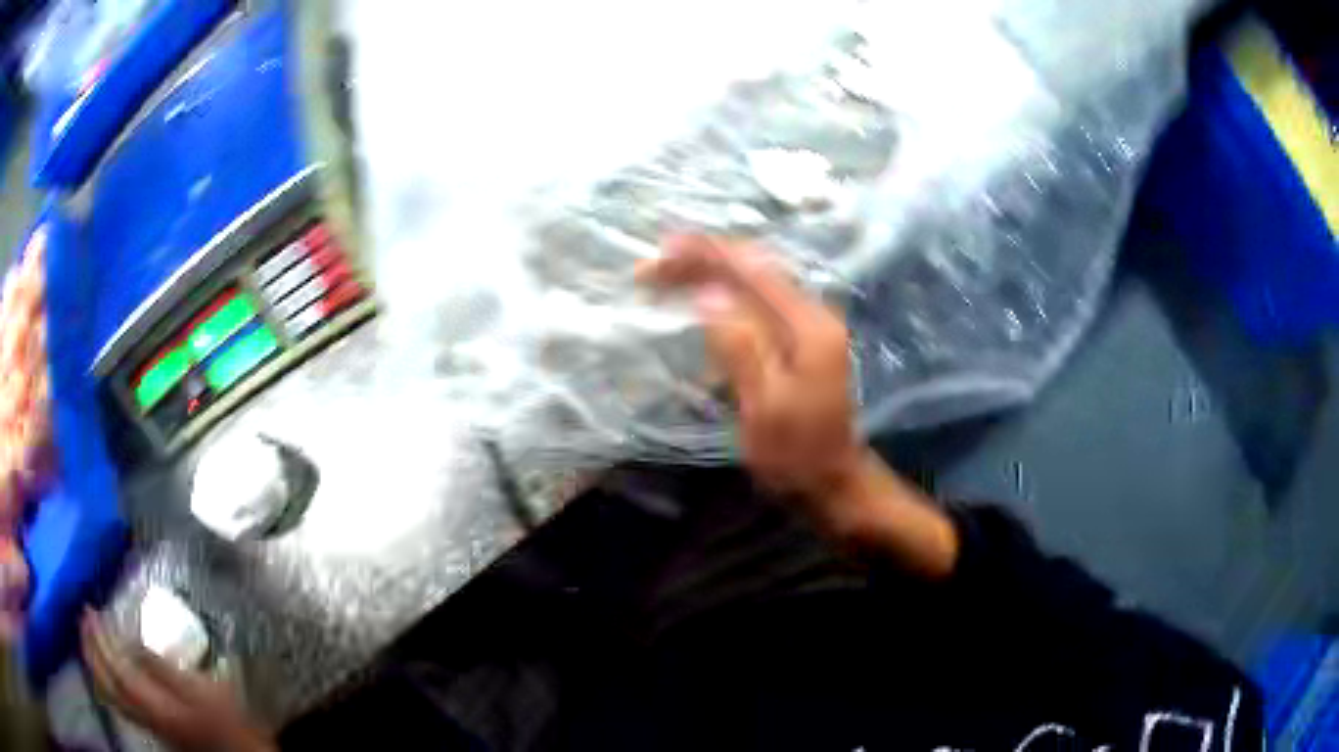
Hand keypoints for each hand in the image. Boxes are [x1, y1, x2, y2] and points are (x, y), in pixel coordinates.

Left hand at [81, 610, 274, 751]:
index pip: (118, 671)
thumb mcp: (204, 692)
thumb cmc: (225, 720)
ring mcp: (146, 723)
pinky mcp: (150, 725)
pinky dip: (104, 680)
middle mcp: (145, 716)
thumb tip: (134, 642)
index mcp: (156, 707)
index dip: (102, 640)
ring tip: (87, 636)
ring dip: (94, 663)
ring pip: (111, 695)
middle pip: (108, 684)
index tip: (93, 611)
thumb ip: (166, 670)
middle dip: (91, 648)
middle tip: (84, 616)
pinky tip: (104, 669)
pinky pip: (118, 702)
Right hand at [637, 236, 863, 499]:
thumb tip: (708, 295)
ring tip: (670, 273)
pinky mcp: (802, 338)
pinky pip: (760, 299)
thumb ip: (740, 347)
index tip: (659, 253)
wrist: (834, 481)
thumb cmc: (797, 454)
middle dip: (703, 259)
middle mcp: (813, 313)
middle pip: (755, 267)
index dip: (705, 254)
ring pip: (757, 280)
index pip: (752, 270)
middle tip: (653, 269)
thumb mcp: (764, 407)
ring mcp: (811, 324)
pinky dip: (728, 289)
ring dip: (713, 271)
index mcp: (807, 325)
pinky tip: (705, 294)